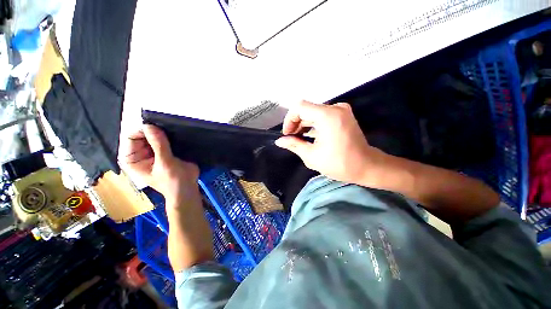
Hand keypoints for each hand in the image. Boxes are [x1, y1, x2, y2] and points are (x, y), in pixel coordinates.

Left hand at [118, 124, 199, 204]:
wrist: (188, 188)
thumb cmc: (173, 180)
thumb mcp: (165, 163)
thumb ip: (158, 145)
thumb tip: (150, 125)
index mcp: (132, 159)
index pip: (131, 137)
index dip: (142, 131)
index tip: (157, 128)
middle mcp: (140, 153)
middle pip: (143, 135)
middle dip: (154, 131)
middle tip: (167, 128)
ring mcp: (154, 151)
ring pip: (155, 135)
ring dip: (163, 133)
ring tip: (173, 131)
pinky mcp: (166, 151)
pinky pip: (165, 139)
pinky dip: (170, 136)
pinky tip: (177, 135)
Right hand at [275, 100, 386, 184]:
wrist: (366, 166)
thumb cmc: (339, 163)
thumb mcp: (312, 156)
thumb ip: (294, 145)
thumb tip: (279, 141)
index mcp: (327, 116)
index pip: (299, 107)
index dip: (289, 120)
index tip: (287, 134)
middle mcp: (335, 108)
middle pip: (307, 109)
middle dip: (296, 123)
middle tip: (291, 138)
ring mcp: (341, 110)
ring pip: (313, 112)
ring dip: (303, 123)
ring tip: (298, 138)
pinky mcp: (343, 115)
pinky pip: (322, 115)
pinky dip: (313, 123)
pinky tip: (309, 135)